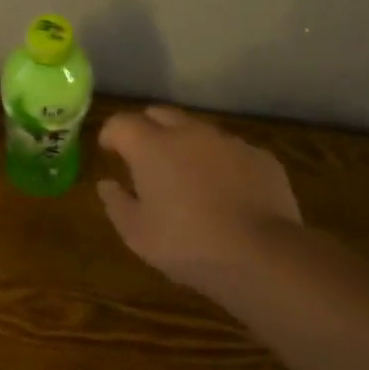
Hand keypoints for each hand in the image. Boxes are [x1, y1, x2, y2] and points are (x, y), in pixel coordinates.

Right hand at [98, 105, 301, 295]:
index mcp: (152, 147)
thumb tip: (107, 184)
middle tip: (143, 156)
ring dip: (185, 145)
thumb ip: (116, 203)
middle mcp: (189, 133)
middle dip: (147, 128)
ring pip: (198, 130)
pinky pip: (231, 150)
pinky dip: (220, 162)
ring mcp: (228, 142)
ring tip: (186, 175)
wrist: (261, 254)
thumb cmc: (187, 245)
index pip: (121, 123)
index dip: (111, 134)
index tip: (109, 151)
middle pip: (160, 114)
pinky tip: (224, 191)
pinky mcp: (260, 156)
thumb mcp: (137, 234)